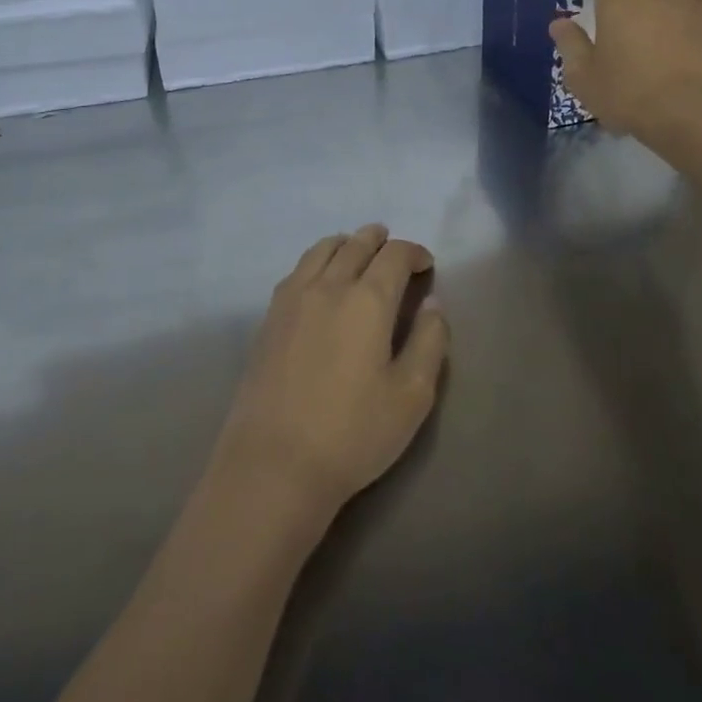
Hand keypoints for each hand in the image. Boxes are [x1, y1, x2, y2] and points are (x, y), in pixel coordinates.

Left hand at [213, 226, 448, 523]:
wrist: (274, 461)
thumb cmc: (353, 432)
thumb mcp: (412, 396)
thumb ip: (429, 342)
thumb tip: (431, 303)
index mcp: (367, 300)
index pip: (394, 256)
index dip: (413, 252)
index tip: (425, 263)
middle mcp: (328, 286)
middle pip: (356, 245)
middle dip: (379, 240)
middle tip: (392, 247)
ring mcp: (292, 298)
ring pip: (322, 250)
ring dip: (346, 243)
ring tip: (356, 250)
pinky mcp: (269, 317)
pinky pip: (298, 269)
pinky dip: (317, 260)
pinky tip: (319, 278)